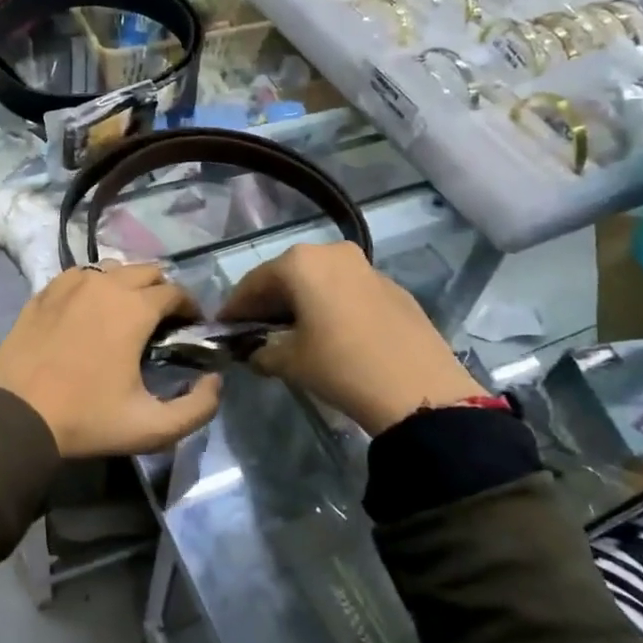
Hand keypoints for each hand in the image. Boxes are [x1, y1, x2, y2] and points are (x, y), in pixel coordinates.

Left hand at [0, 263, 223, 457]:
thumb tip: (215, 381)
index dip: (191, 308)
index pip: (176, 292)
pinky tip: (90, 311)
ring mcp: (70, 284)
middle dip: (163, 291)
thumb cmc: (86, 419)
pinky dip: (95, 286)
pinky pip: (80, 275)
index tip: (191, 328)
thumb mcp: (152, 428)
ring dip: (128, 285)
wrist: (15, 417)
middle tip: (163, 322)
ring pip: (113, 268)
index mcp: (135, 308)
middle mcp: (105, 284)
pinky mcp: (44, 292)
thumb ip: (198, 408)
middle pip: (147, 271)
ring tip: (127, 314)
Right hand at [219, 241, 484, 433]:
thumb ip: (262, 351)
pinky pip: (347, 290)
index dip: (235, 307)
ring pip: (320, 280)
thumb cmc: (341, 366)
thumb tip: (254, 351)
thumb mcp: (290, 362)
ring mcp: (366, 267)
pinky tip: (330, 334)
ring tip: (291, 333)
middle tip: (255, 330)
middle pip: (287, 275)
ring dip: (301, 302)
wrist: (419, 390)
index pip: (254, 282)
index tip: (223, 328)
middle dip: (268, 302)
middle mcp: (332, 252)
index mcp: (301, 262)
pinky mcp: (392, 287)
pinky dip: (330, 305)